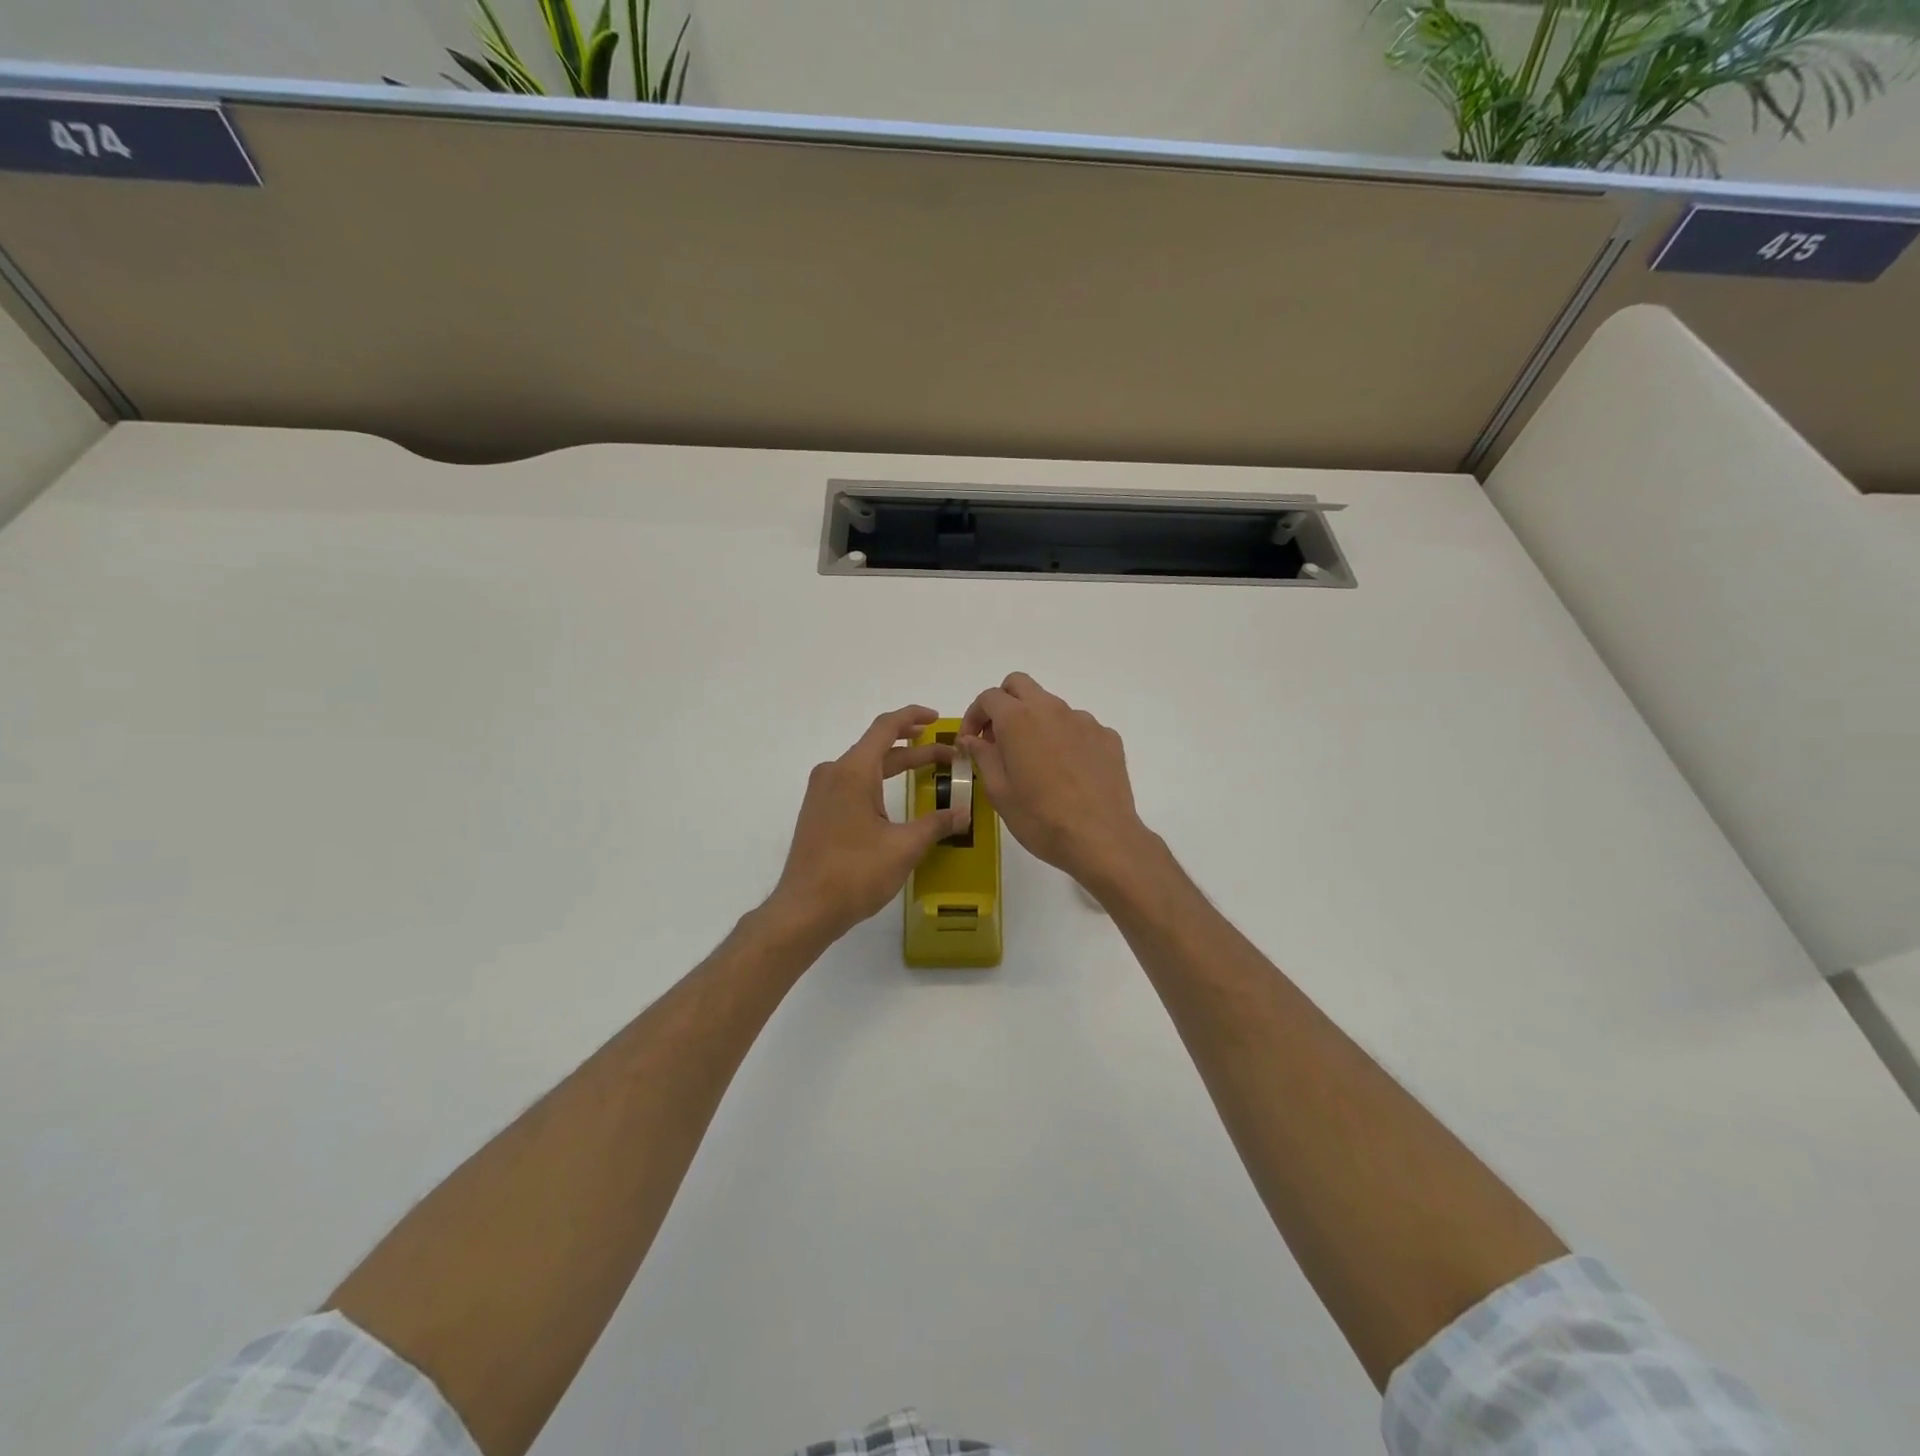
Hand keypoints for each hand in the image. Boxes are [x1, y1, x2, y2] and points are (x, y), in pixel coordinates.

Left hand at [768, 705, 972, 944]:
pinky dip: (878, 781)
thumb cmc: (855, 873)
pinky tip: (895, 797)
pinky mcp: (818, 811)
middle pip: (877, 747)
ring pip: (864, 766)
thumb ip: (936, 824)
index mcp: (852, 772)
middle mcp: (833, 773)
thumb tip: (964, 814)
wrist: (805, 909)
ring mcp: (822, 793)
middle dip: (914, 749)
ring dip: (896, 765)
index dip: (912, 717)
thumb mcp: (904, 847)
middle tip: (947, 755)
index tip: (937, 719)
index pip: (885, 728)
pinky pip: (852, 783)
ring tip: (927, 770)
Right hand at [958, 673, 1157, 895]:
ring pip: (1051, 706)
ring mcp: (1084, 721)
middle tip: (998, 739)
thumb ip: (983, 756)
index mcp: (1019, 719)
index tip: (971, 742)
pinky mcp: (1107, 737)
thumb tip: (972, 739)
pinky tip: (1067, 772)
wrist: (1102, 839)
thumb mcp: (999, 792)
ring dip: (1035, 722)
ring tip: (1035, 762)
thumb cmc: (1040, 818)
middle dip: (1003, 704)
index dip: (974, 716)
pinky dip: (1064, 738)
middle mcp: (1052, 709)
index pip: (989, 697)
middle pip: (1020, 685)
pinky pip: (1078, 727)